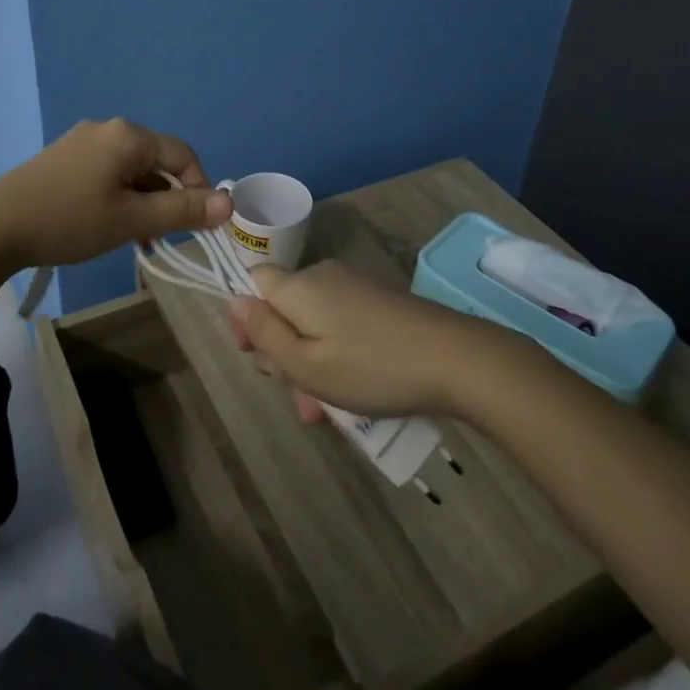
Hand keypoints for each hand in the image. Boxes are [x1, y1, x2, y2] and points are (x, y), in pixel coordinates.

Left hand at [0, 118, 231, 269]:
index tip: (200, 225)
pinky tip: (108, 225)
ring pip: (130, 170)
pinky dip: (119, 196)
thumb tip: (229, 204)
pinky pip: (106, 172)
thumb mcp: (132, 220)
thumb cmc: (70, 220)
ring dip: (143, 201)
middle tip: (165, 236)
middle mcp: (107, 129)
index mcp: (128, 136)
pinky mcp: (62, 158)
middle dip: (168, 198)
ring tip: (137, 238)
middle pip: (156, 161)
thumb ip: (182, 211)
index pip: (183, 155)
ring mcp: (81, 142)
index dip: (200, 188)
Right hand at [228, 259, 521, 422]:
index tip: (253, 353)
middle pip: (283, 308)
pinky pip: (339, 326)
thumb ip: (265, 333)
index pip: (253, 281)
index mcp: (300, 286)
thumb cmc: (371, 367)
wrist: (455, 359)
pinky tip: (348, 394)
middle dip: (281, 352)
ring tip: (323, 412)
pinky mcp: (377, 303)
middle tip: (297, 394)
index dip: (245, 316)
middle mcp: (323, 276)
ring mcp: (354, 288)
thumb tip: (234, 300)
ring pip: (312, 324)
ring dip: (309, 364)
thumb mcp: (307, 363)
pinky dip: (335, 356)